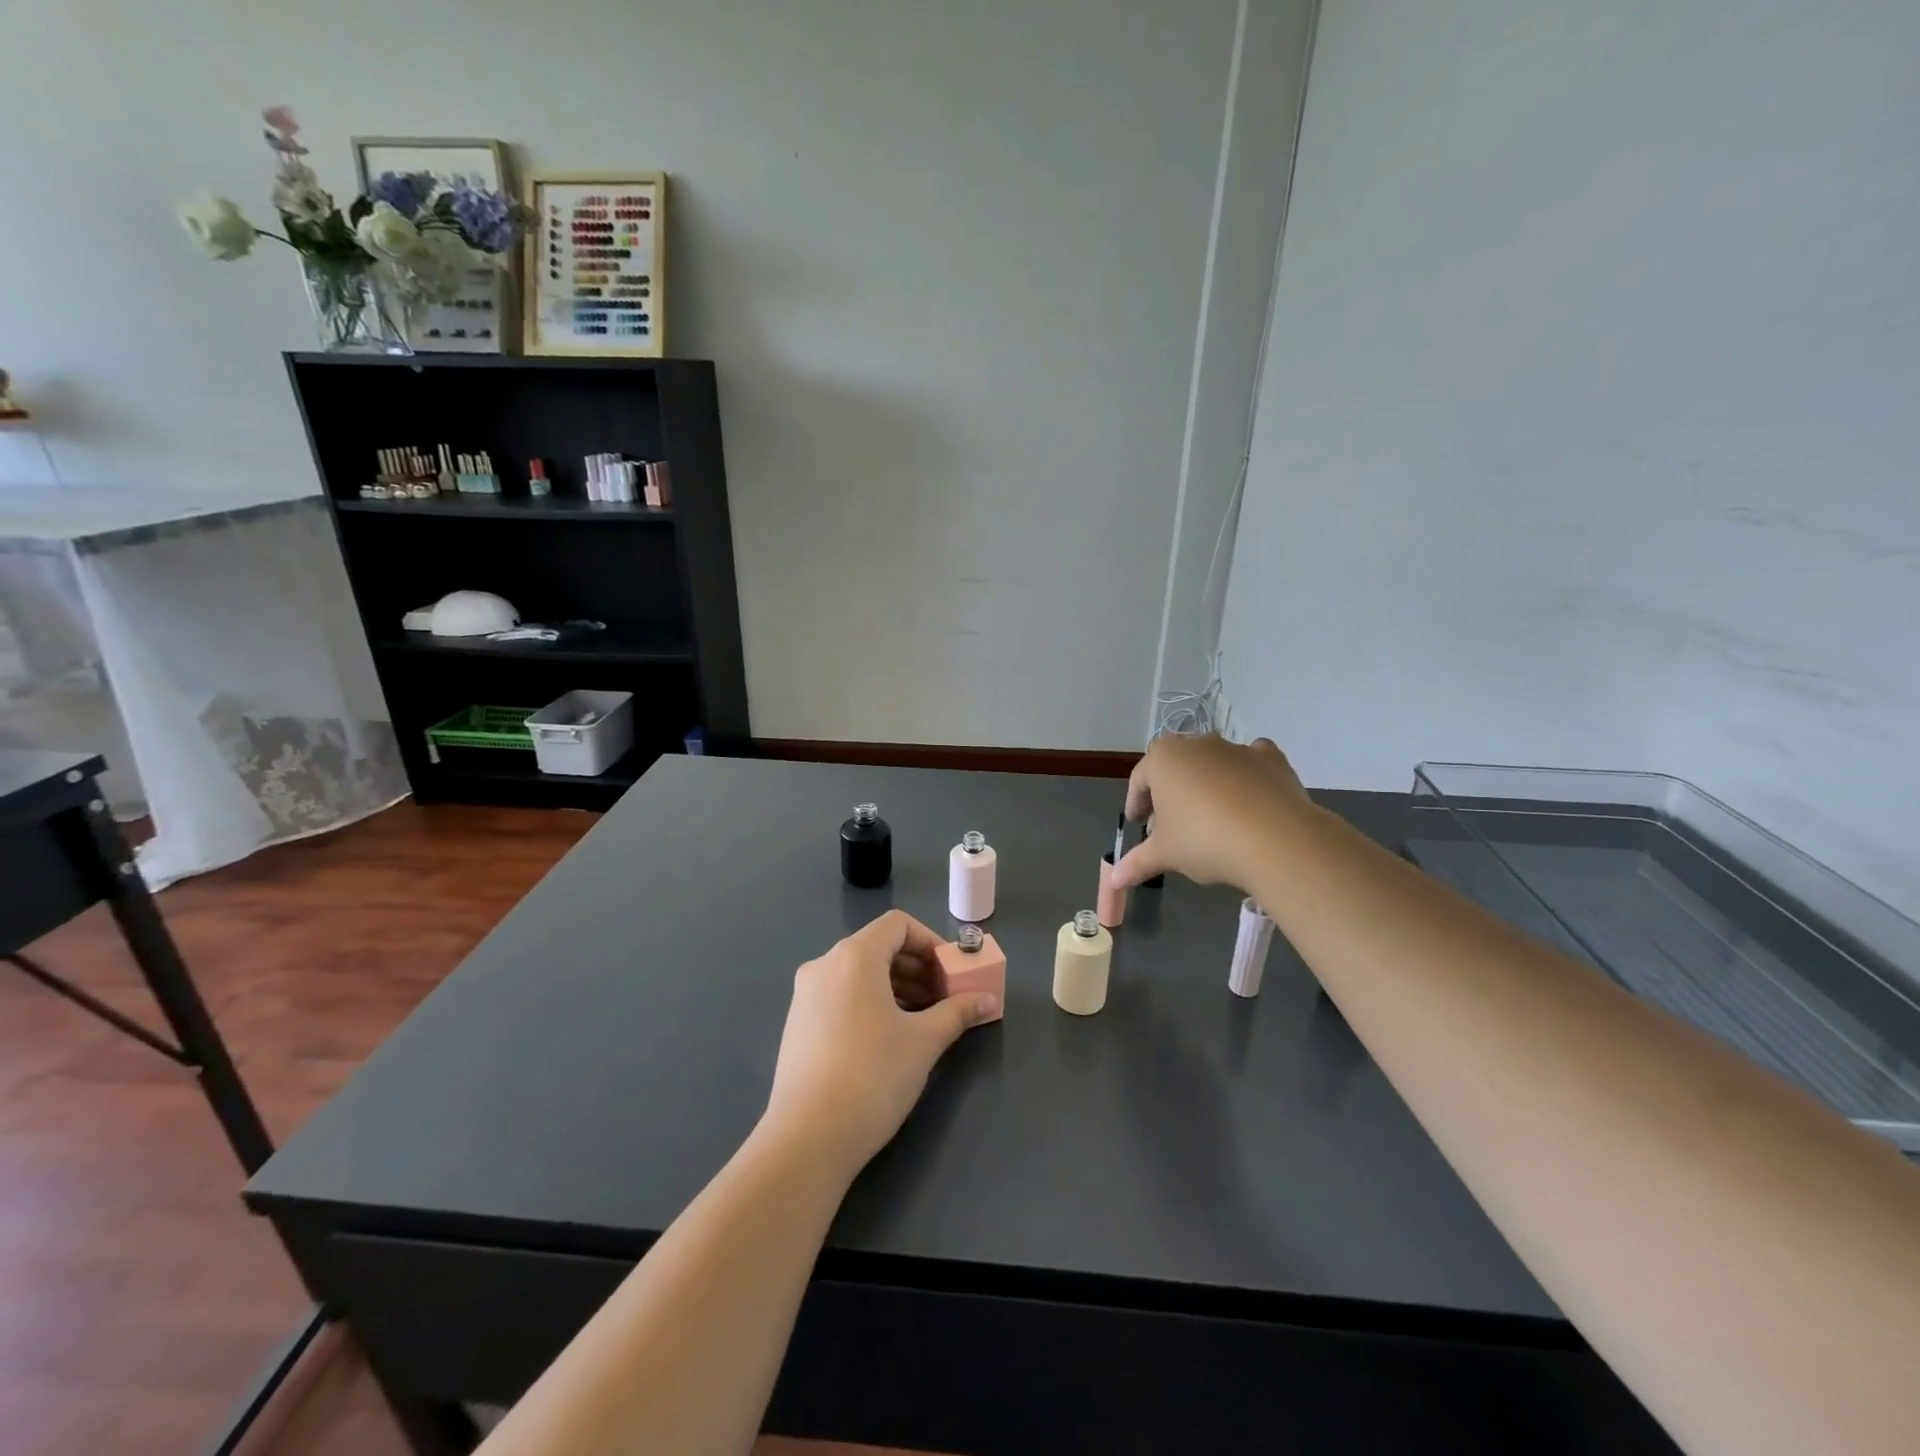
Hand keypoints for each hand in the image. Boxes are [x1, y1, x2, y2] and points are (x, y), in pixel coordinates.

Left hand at [761, 910, 998, 1181]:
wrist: (807, 1139)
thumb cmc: (872, 1076)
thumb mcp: (924, 1042)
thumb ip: (958, 1012)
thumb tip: (987, 1000)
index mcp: (853, 956)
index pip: (897, 925)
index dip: (930, 943)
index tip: (951, 975)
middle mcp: (824, 965)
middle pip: (878, 948)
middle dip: (917, 969)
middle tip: (944, 1000)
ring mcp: (805, 996)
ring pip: (859, 975)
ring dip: (896, 988)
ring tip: (922, 1023)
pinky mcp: (797, 1025)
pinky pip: (841, 996)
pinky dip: (870, 1004)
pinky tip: (888, 1040)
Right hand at [1111, 734, 1309, 890]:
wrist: (1275, 839)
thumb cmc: (1204, 840)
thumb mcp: (1165, 855)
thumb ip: (1137, 862)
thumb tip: (1115, 879)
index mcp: (1162, 759)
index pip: (1140, 780)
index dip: (1136, 803)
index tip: (1138, 824)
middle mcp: (1197, 745)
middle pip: (1175, 768)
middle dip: (1170, 793)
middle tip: (1170, 824)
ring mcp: (1236, 749)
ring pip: (1212, 764)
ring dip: (1206, 785)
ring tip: (1210, 818)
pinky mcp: (1271, 759)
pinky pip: (1251, 764)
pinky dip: (1246, 776)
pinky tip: (1248, 799)